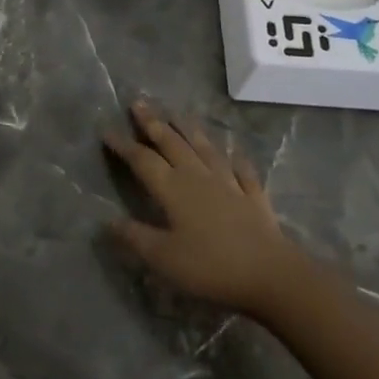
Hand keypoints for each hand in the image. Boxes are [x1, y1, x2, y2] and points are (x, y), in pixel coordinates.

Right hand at [105, 100, 309, 323]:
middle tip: (139, 103)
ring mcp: (228, 183)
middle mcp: (197, 176)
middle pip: (172, 143)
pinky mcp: (253, 197)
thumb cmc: (211, 266)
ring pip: (205, 148)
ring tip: (178, 113)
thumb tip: (106, 221)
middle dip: (153, 123)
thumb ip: (135, 237)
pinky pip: (242, 171)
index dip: (123, 144)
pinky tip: (235, 152)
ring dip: (189, 129)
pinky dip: (236, 159)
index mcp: (172, 188)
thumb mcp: (164, 258)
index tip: (106, 129)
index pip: (142, 159)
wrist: (272, 275)